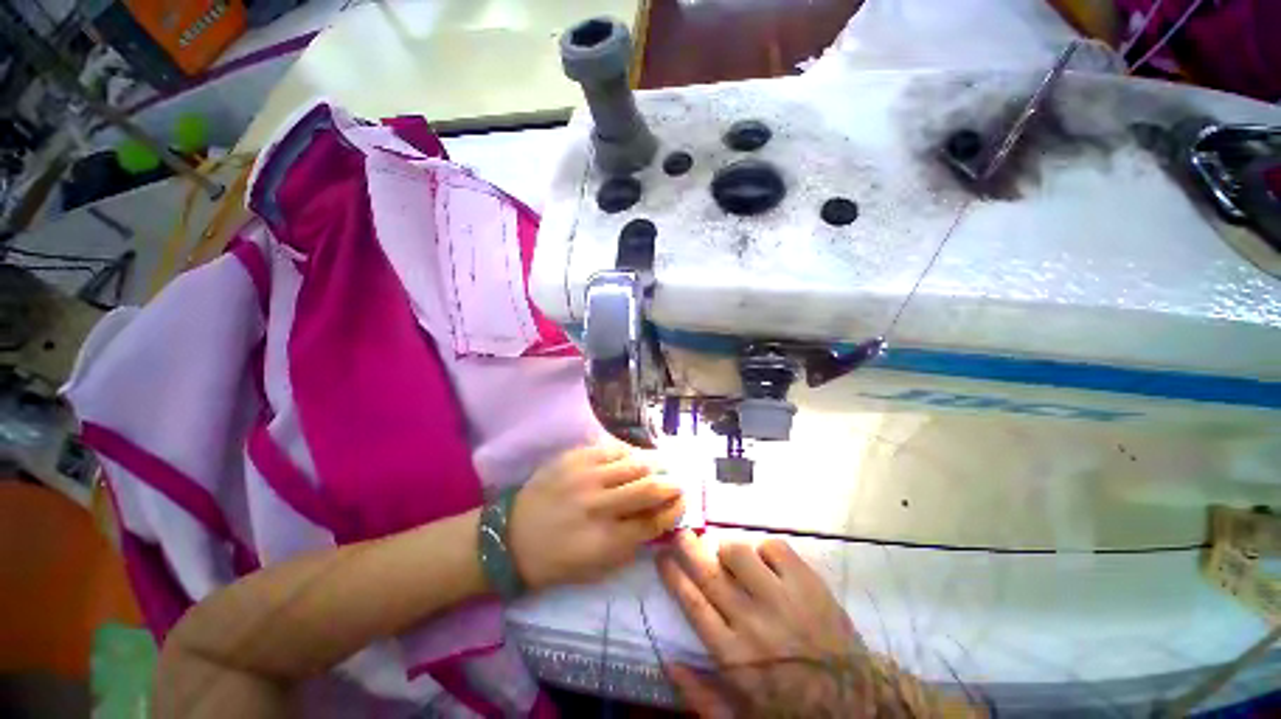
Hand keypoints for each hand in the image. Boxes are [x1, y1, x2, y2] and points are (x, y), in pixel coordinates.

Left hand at [510, 444, 683, 590]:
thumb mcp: (595, 569)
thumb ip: (630, 547)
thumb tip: (659, 524)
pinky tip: (634, 457)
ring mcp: (586, 477)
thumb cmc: (554, 560)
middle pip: (649, 488)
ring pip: (634, 463)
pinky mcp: (574, 458)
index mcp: (605, 541)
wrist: (510, 536)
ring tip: (662, 466)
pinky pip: (612, 448)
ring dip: (655, 465)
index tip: (681, 505)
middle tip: (678, 484)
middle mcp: (599, 505)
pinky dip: (629, 452)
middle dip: (671, 485)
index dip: (673, 511)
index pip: (653, 521)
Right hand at [657, 531, 860, 716]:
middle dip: (687, 548)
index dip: (673, 576)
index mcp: (733, 656)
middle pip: (709, 573)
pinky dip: (764, 547)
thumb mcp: (742, 718)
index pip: (692, 604)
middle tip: (679, 533)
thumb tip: (667, 661)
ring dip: (727, 548)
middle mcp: (752, 621)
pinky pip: (774, 547)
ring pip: (739, 553)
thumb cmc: (793, 708)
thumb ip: (701, 696)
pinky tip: (765, 561)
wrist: (858, 702)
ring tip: (728, 554)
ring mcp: (781, 598)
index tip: (662, 556)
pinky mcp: (807, 582)